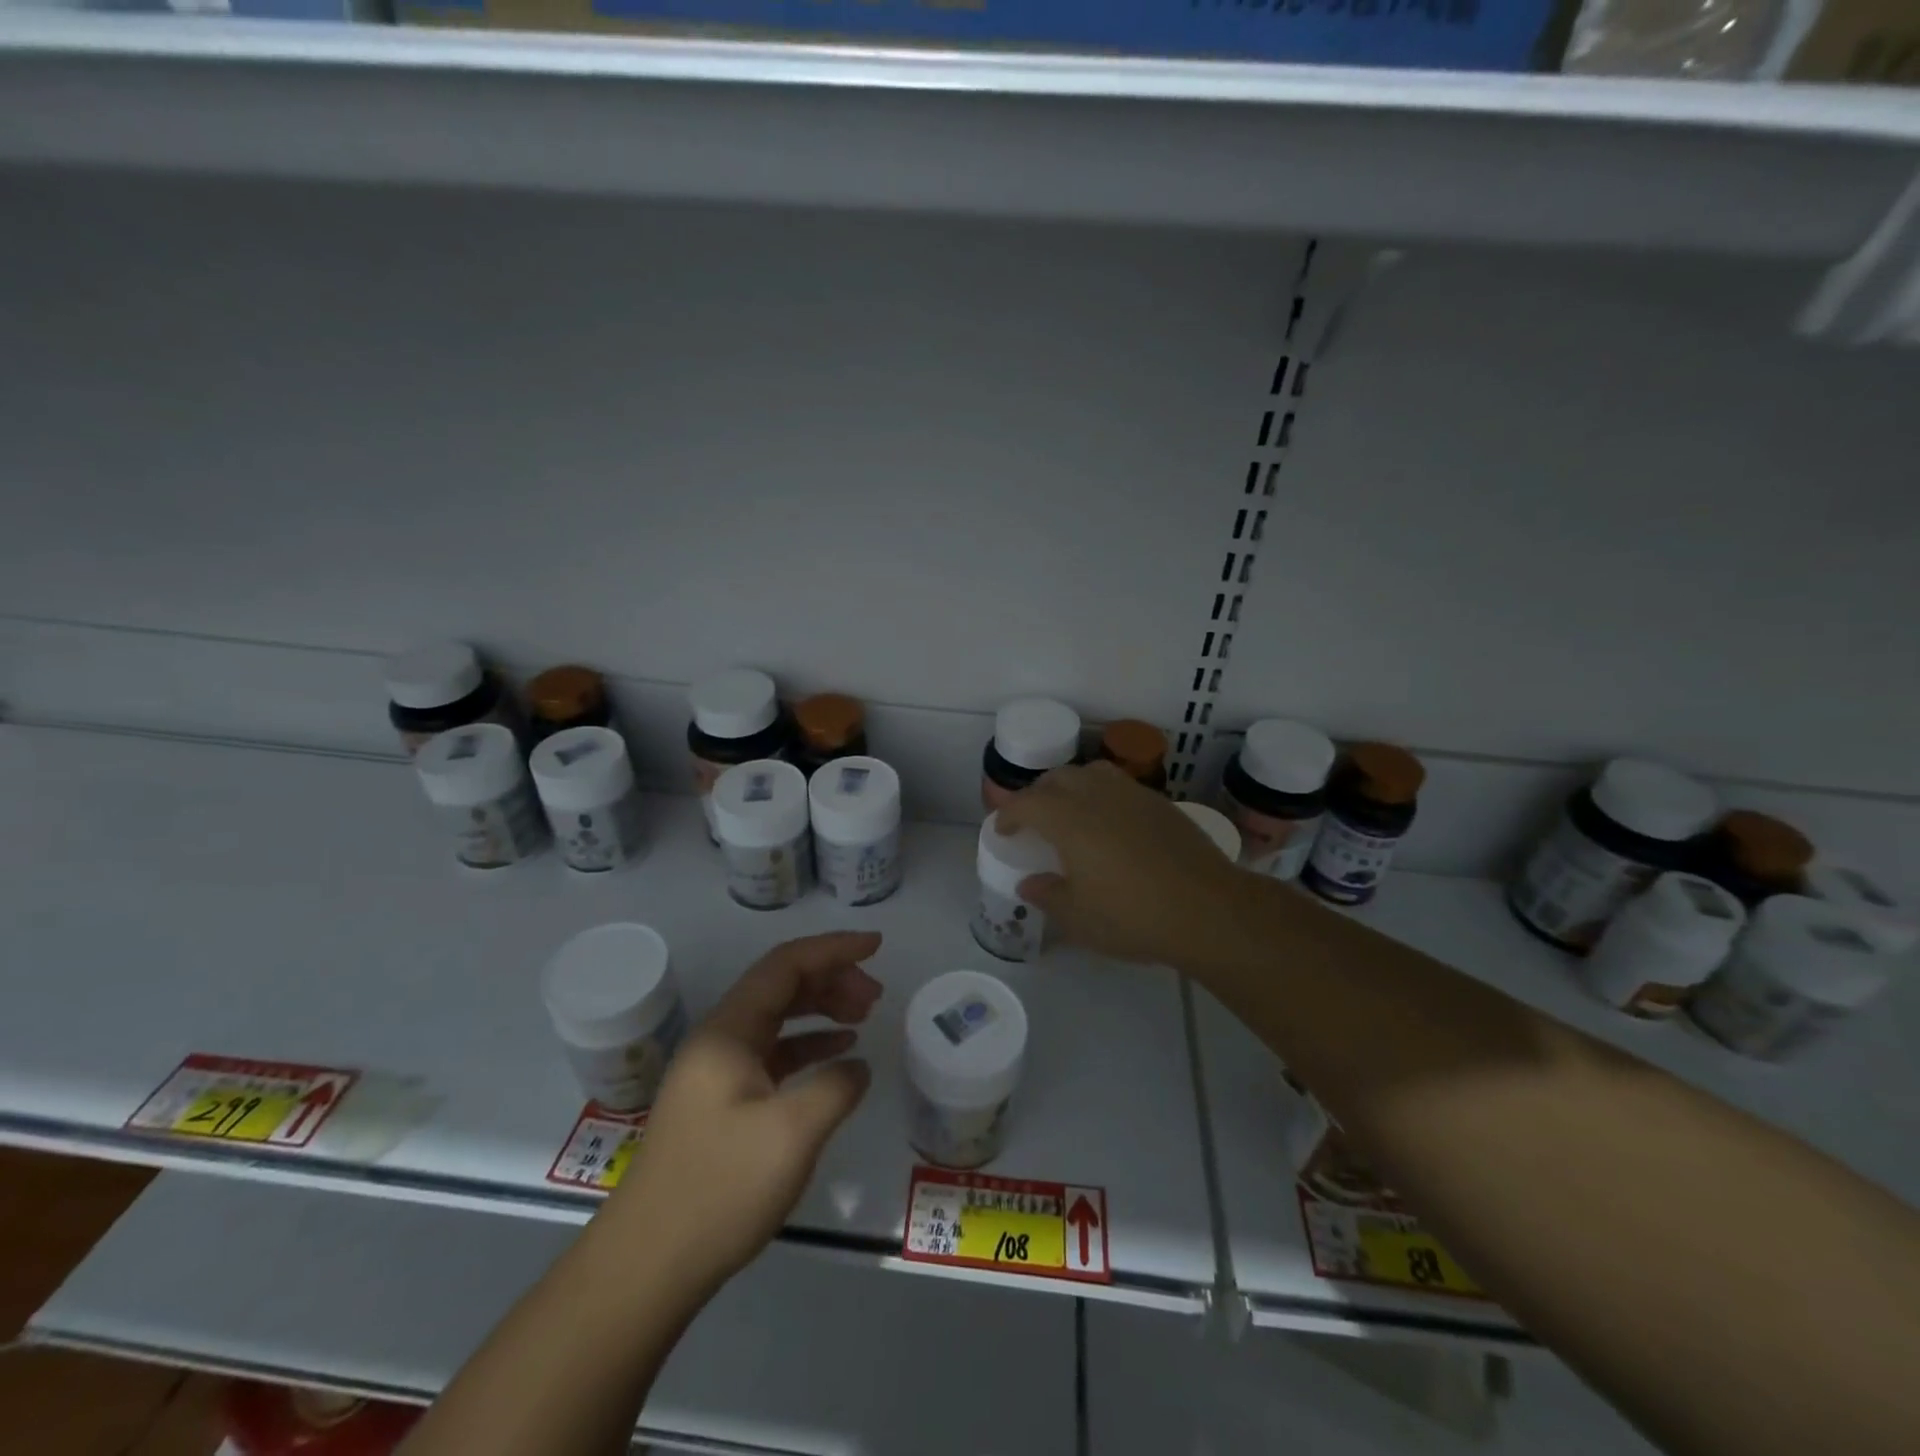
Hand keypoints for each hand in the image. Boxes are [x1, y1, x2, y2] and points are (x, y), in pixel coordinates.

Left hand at [600, 931, 883, 1294]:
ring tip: (864, 1016)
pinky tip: (838, 1055)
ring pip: (778, 1018)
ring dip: (822, 1009)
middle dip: (832, 979)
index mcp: (728, 1031)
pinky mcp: (723, 1103)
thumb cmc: (719, 1188)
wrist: (647, 1266)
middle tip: (876, 995)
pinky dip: (808, 1045)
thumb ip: (835, 1086)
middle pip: (781, 985)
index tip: (877, 946)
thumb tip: (856, 1066)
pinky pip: (773, 1053)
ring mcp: (719, 1072)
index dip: (834, 948)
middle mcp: (720, 1039)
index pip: (785, 964)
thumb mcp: (792, 1134)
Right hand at [996, 763, 1246, 965]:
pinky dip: (1102, 794)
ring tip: (1071, 810)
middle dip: (1038, 794)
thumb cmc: (1133, 916)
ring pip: (1092, 773)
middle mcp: (1098, 796)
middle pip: (1058, 778)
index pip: (1028, 803)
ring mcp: (1133, 795)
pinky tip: (1110, 822)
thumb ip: (1048, 896)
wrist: (1208, 910)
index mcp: (1069, 820)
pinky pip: (1120, 785)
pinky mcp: (1161, 804)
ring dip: (1072, 786)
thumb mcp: (1079, 917)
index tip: (1003, 830)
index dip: (1010, 813)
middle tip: (1034, 819)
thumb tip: (1029, 884)